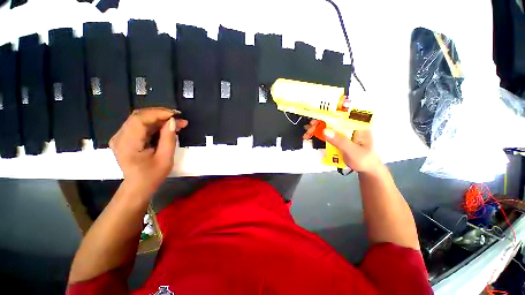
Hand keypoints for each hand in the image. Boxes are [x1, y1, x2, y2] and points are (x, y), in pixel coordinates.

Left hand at [109, 108, 187, 194]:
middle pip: (138, 116)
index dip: (158, 113)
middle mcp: (119, 137)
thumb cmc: (152, 175)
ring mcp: (120, 136)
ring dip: (159, 119)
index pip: (139, 119)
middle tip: (178, 118)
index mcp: (127, 144)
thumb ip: (168, 139)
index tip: (175, 115)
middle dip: (160, 114)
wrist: (138, 186)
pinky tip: (166, 127)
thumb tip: (172, 121)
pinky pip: (140, 125)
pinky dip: (154, 124)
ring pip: (140, 119)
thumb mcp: (165, 159)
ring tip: (176, 123)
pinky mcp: (125, 137)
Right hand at [304, 120, 380, 172]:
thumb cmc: (364, 160)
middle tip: (310, 127)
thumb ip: (340, 141)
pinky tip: (311, 135)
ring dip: (317, 127)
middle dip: (320, 121)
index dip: (330, 112)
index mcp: (358, 125)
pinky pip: (328, 133)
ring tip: (308, 132)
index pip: (343, 113)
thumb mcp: (352, 151)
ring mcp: (344, 132)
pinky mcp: (339, 138)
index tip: (318, 115)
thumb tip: (325, 130)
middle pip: (333, 119)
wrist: (366, 170)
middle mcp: (350, 126)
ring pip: (329, 126)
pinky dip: (319, 134)